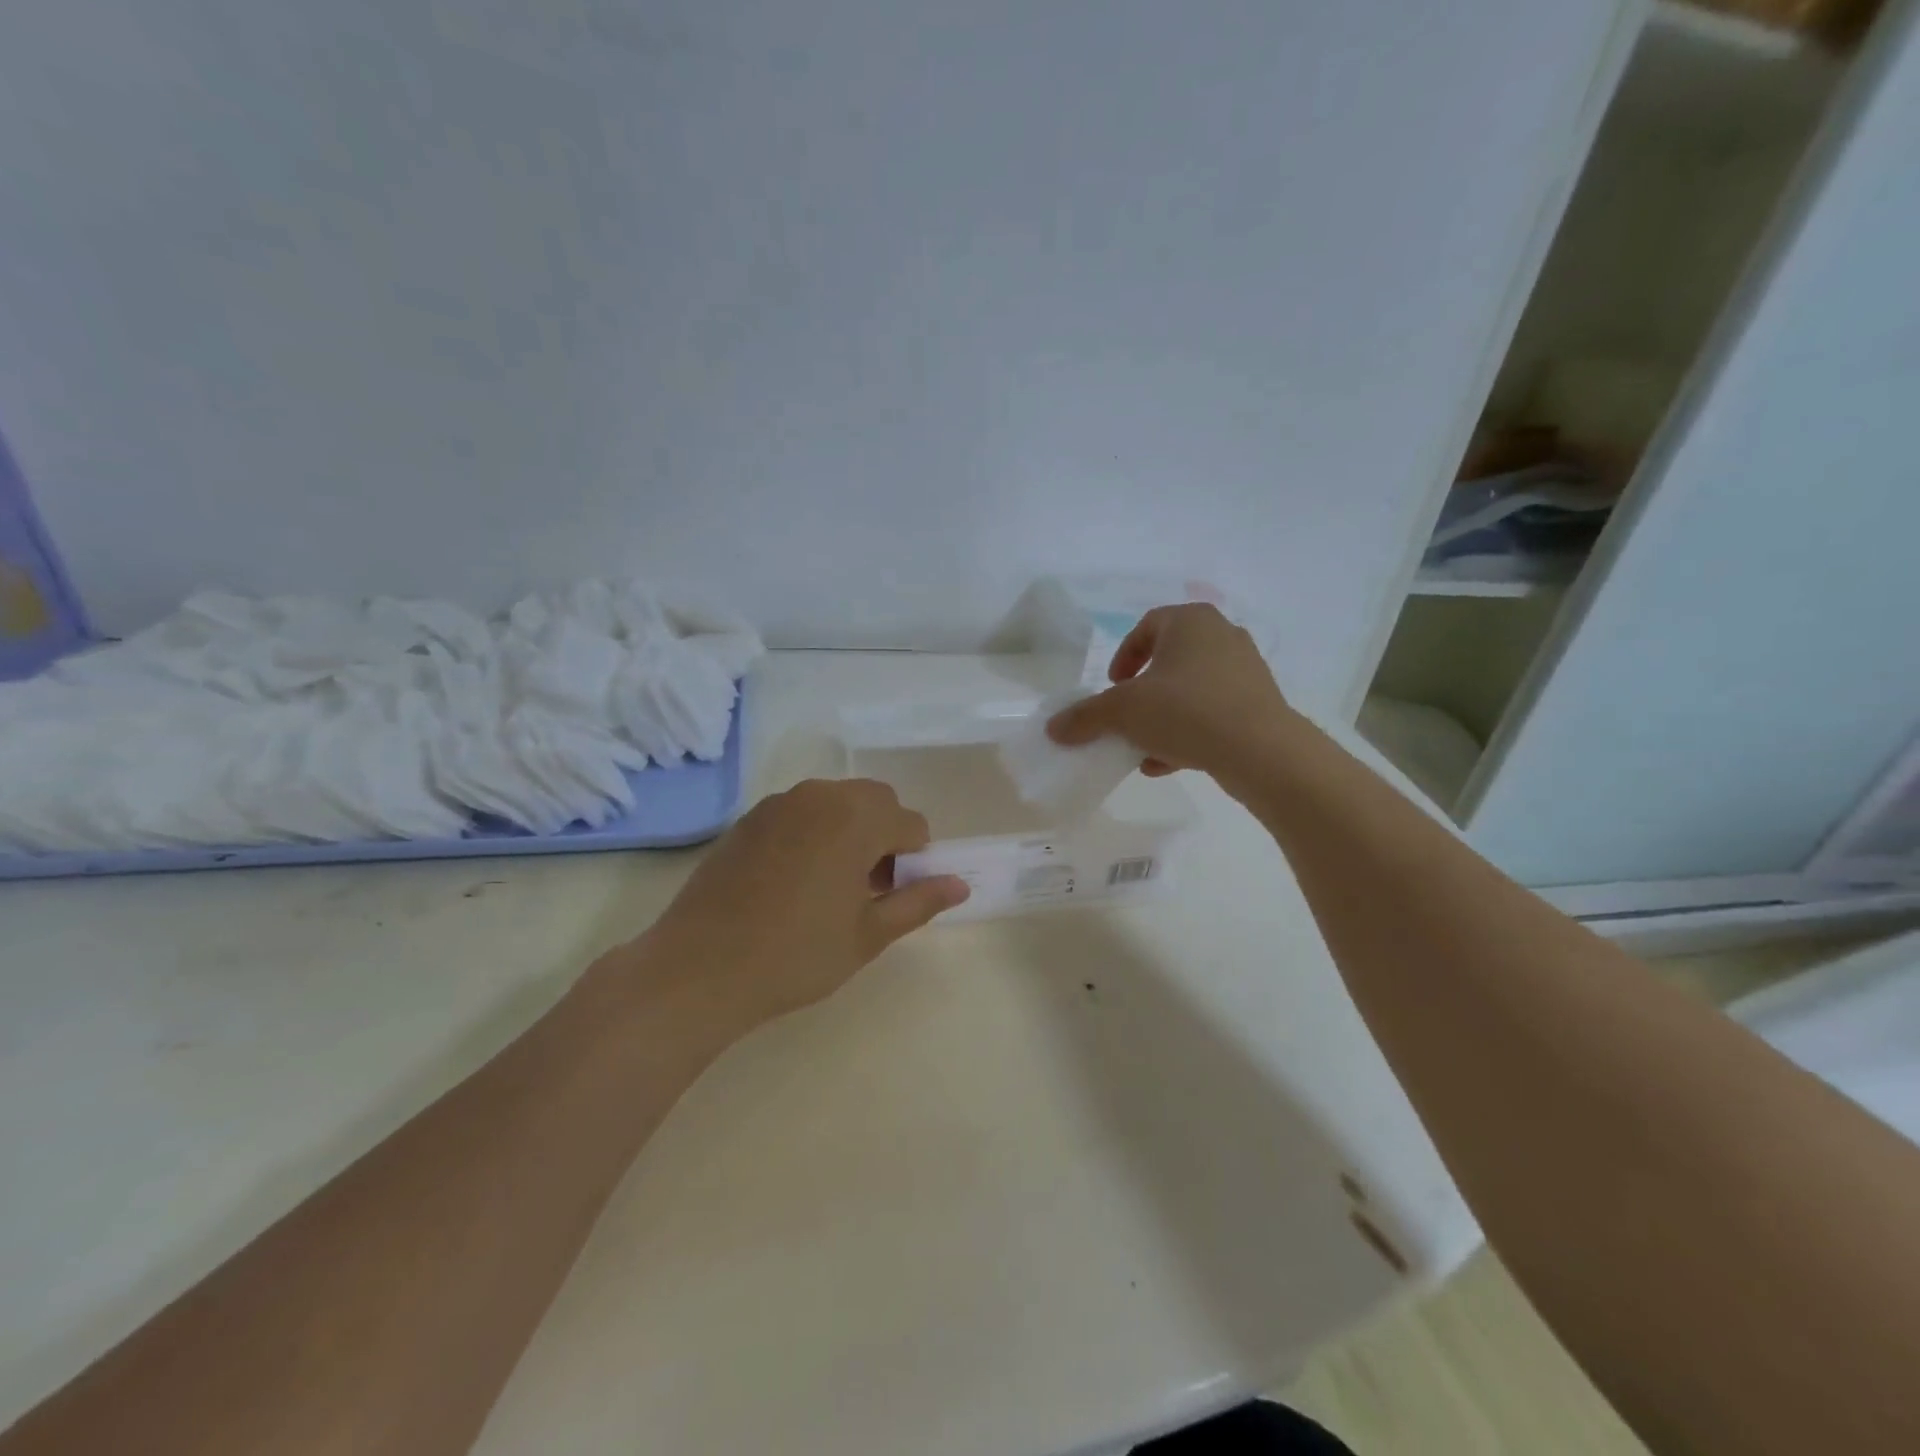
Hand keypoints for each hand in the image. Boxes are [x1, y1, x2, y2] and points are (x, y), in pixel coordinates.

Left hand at [632, 779, 969, 1027]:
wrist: (699, 968)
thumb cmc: (796, 954)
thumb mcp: (868, 934)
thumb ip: (919, 902)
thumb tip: (960, 884)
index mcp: (857, 817)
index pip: (911, 823)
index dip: (914, 860)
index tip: (895, 896)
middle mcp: (820, 795)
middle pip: (875, 802)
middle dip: (884, 837)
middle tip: (868, 889)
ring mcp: (779, 803)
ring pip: (837, 803)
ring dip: (850, 831)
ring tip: (831, 886)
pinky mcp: (749, 818)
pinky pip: (801, 812)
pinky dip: (815, 833)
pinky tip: (794, 881)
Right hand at [1046, 603, 1293, 788]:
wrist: (1261, 751)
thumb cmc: (1186, 711)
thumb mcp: (1123, 712)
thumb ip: (1085, 717)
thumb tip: (1052, 728)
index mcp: (1190, 622)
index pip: (1147, 626)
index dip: (1123, 656)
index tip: (1111, 686)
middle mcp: (1222, 636)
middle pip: (1169, 661)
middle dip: (1142, 692)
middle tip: (1126, 715)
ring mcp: (1245, 671)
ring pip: (1190, 691)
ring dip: (1162, 717)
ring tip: (1142, 747)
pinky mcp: (1259, 704)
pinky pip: (1212, 713)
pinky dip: (1188, 732)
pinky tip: (1167, 763)